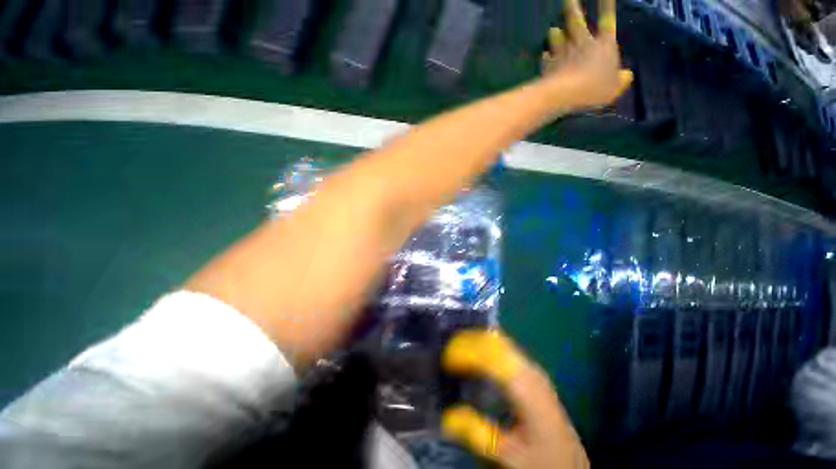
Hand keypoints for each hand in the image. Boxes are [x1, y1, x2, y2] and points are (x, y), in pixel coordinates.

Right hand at [441, 331, 588, 468]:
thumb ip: (479, 434)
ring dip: (475, 340)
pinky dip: (484, 344)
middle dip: (468, 340)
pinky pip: (503, 347)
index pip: (491, 357)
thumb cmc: (542, 459)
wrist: (571, 461)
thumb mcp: (511, 455)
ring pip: (499, 340)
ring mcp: (531, 367)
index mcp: (526, 389)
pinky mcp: (529, 370)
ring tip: (455, 348)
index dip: (466, 352)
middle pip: (495, 341)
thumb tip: (447, 416)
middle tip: (447, 350)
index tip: (446, 358)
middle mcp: (529, 370)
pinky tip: (474, 354)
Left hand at [541, 0, 632, 108]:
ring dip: (555, 34)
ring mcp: (563, 54)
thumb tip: (627, 75)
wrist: (564, 94)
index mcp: (603, 44)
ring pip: (557, 38)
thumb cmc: (594, 89)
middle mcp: (582, 44)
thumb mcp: (614, 88)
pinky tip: (543, 56)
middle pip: (576, 22)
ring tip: (552, 30)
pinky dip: (545, 57)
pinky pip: (546, 59)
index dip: (607, 5)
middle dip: (572, 8)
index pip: (607, 19)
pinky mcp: (548, 67)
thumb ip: (620, 80)